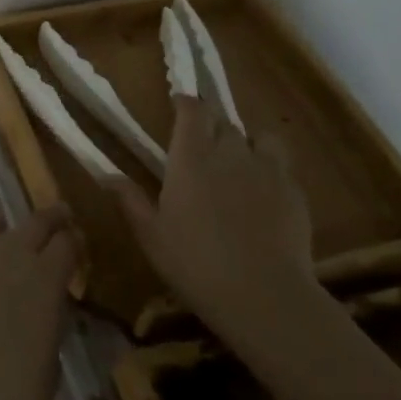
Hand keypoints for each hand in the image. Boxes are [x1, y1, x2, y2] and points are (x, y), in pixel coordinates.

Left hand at [0, 208, 77, 399]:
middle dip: (49, 217)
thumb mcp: (49, 372)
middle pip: (35, 221)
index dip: (74, 241)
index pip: (68, 243)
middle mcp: (10, 254)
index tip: (77, 242)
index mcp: (46, 278)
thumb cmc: (9, 390)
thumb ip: (50, 335)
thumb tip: (47, 323)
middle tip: (56, 216)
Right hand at [117, 95, 318, 346]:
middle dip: (211, 124)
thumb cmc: (195, 263)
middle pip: (223, 121)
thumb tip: (106, 174)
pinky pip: (281, 167)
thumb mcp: (151, 235)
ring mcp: (267, 170)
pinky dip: (270, 170)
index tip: (177, 103)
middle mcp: (230, 152)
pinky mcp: (295, 192)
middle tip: (201, 142)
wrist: (265, 296)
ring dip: (246, 143)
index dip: (185, 103)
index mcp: (191, 157)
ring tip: (238, 162)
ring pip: (259, 138)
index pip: (192, 110)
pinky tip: (263, 194)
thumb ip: (129, 199)